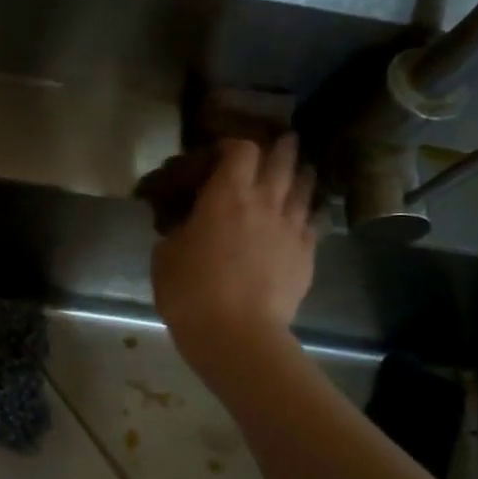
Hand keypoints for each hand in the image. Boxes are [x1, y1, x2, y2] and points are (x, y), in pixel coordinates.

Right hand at [151, 135, 316, 377]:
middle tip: (277, 144)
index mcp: (226, 195)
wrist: (236, 334)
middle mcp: (265, 201)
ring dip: (299, 174)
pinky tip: (303, 217)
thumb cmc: (190, 292)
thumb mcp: (165, 255)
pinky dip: (307, 212)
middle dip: (279, 148)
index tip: (221, 154)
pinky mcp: (307, 254)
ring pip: (304, 186)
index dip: (233, 145)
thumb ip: (178, 229)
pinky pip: (312, 221)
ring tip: (298, 172)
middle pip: (281, 160)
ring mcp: (291, 227)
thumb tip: (185, 223)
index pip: (241, 149)